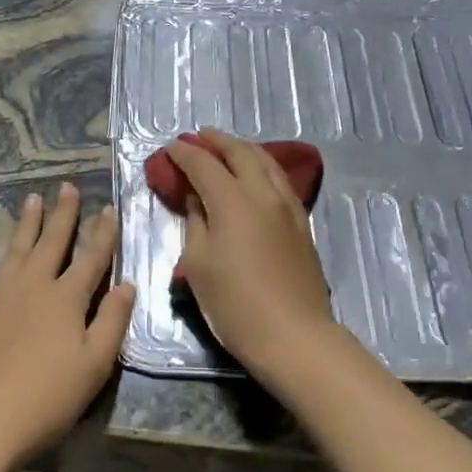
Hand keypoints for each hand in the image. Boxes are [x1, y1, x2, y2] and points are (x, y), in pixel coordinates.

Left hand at [0, 183, 135, 469]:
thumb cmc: (48, 398)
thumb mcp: (95, 364)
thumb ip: (113, 321)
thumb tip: (127, 284)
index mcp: (67, 299)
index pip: (91, 258)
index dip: (103, 233)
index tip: (109, 208)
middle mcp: (32, 287)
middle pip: (52, 243)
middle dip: (63, 215)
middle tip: (67, 187)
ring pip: (15, 251)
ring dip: (25, 224)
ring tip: (32, 199)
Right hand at [167, 129, 338, 377]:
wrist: (293, 334)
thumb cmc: (235, 304)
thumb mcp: (199, 264)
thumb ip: (196, 222)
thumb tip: (197, 198)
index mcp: (233, 201)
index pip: (204, 164)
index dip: (184, 153)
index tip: (170, 147)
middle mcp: (263, 193)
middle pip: (240, 152)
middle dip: (217, 141)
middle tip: (199, 137)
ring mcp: (287, 206)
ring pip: (266, 162)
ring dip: (243, 149)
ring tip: (227, 148)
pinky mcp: (301, 222)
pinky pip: (280, 180)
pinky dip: (262, 167)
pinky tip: (255, 175)